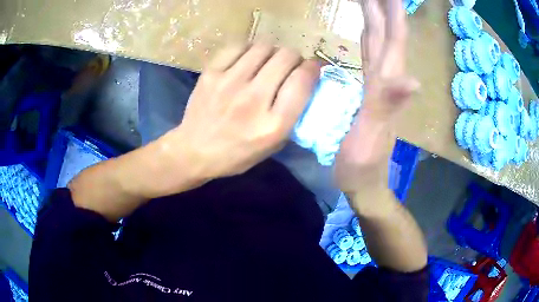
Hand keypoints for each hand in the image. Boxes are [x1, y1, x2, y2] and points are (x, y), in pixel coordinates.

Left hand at [162, 43, 319, 180]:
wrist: (194, 151)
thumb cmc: (237, 153)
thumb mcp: (273, 145)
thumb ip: (293, 115)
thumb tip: (305, 83)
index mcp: (273, 124)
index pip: (303, 81)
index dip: (313, 69)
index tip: (312, 68)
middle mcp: (253, 99)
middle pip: (286, 57)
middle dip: (295, 58)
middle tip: (290, 65)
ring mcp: (229, 83)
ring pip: (264, 46)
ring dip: (273, 52)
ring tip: (268, 61)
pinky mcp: (211, 73)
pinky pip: (238, 46)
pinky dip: (249, 49)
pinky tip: (247, 59)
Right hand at [336, 0, 419, 193]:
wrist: (365, 183)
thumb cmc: (362, 166)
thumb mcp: (371, 138)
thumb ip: (387, 106)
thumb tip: (413, 79)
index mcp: (385, 84)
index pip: (393, 39)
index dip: (392, 13)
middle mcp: (385, 78)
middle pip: (386, 34)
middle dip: (382, 7)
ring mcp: (377, 83)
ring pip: (379, 41)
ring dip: (376, 17)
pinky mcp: (368, 89)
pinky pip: (369, 53)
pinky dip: (368, 35)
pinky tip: (366, 27)